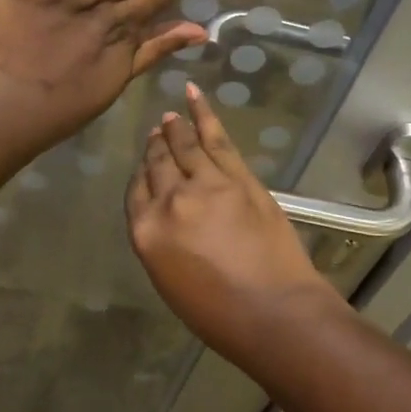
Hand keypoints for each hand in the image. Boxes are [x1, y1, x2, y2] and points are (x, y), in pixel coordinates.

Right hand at [126, 84, 331, 346]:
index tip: (145, 165)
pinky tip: (194, 98)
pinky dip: (204, 115)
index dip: (142, 175)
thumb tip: (167, 214)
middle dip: (156, 146)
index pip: (136, 191)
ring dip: (176, 128)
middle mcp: (170, 200)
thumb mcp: (170, 281)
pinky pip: (216, 139)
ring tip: (171, 115)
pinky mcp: (239, 177)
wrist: (274, 312)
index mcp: (147, 232)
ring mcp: (207, 184)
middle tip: (157, 132)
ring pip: (185, 145)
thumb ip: (161, 240)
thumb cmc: (218, 314)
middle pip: (158, 164)